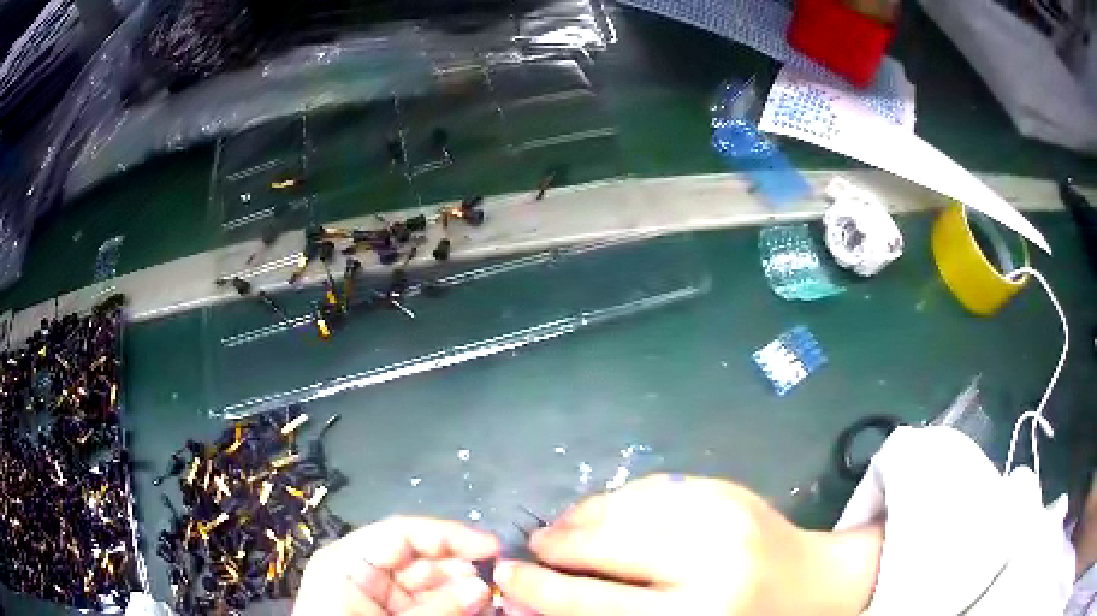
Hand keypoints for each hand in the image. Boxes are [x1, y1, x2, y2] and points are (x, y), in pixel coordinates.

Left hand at [294, 516, 500, 615]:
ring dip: (463, 592)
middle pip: (420, 559)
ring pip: (430, 585)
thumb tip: (483, 586)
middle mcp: (363, 572)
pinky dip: (453, 608)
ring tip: (495, 603)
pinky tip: (478, 611)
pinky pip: (428, 604)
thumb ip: (436, 609)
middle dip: (461, 570)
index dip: (449, 535)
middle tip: (500, 587)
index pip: (402, 533)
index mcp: (348, 562)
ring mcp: (378, 596)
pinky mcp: (390, 614)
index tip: (493, 547)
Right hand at [493, 475, 882, 615]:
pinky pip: (652, 488)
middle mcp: (709, 559)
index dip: (540, 590)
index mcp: (696, 613)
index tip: (505, 576)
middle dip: (555, 546)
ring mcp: (721, 512)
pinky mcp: (726, 487)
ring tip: (560, 532)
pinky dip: (615, 500)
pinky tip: (603, 512)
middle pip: (604, 546)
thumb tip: (545, 602)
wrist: (812, 584)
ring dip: (579, 518)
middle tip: (531, 550)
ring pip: (622, 507)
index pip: (594, 603)